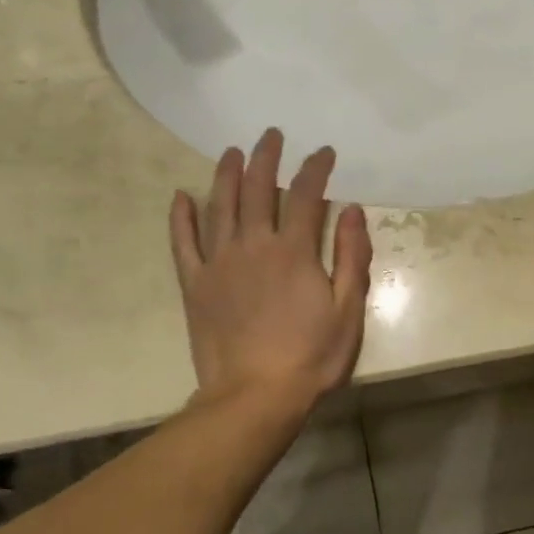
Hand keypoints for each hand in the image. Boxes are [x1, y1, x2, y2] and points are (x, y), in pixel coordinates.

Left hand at [169, 128, 373, 410]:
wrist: (254, 397)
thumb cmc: (311, 357)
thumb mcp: (348, 310)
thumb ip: (352, 257)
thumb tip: (352, 211)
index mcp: (294, 251)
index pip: (307, 195)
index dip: (316, 168)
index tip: (324, 152)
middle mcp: (253, 246)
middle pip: (259, 189)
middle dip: (267, 158)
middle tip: (271, 136)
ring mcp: (219, 263)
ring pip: (219, 206)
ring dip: (226, 175)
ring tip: (232, 152)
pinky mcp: (195, 284)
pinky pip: (183, 243)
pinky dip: (181, 217)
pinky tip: (181, 196)